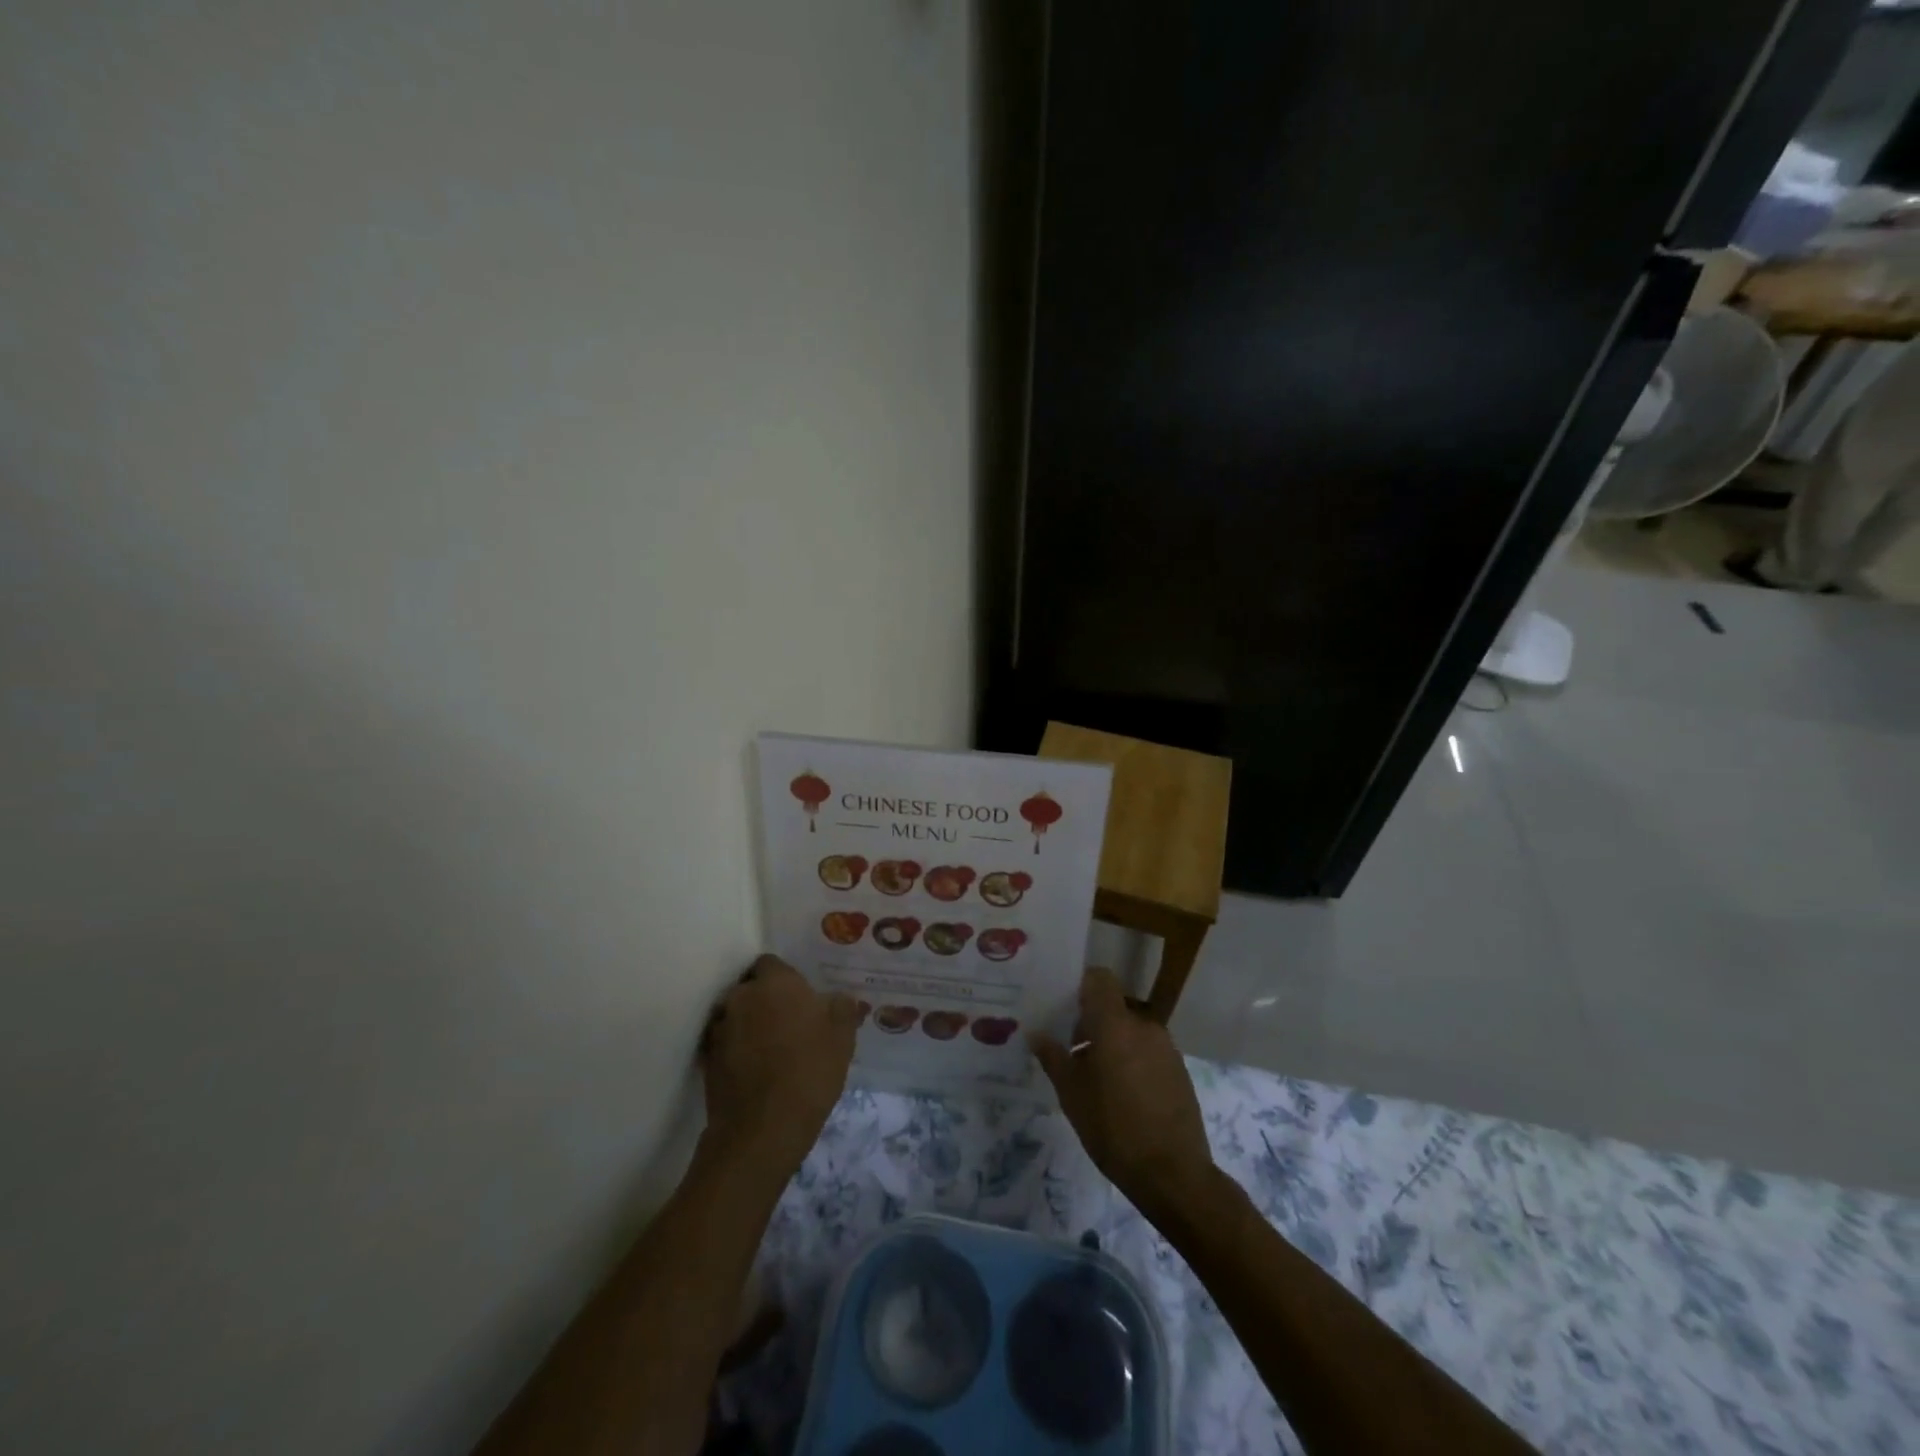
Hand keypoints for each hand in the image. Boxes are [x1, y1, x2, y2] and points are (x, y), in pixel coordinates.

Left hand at [702, 955, 857, 1173]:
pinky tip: (754, 1071)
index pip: (771, 963)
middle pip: (751, 988)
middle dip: (765, 1000)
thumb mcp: (842, 1037)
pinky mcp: (707, 1059)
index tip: (800, 999)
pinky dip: (736, 1050)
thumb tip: (840, 999)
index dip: (785, 979)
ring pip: (736, 1015)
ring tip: (770, 1050)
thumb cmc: (810, 1070)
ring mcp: (720, 1028)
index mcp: (775, 982)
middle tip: (788, 1023)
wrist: (763, 1129)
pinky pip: (724, 1043)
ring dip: (748, 1025)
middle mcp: (742, 996)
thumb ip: (842, 1008)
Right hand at [1033, 967, 1213, 1210]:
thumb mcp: (1071, 1094)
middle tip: (1074, 1052)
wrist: (1172, 1173)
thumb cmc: (1113, 1127)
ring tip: (1097, 1078)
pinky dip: (1133, 1059)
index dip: (1082, 987)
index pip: (1100, 978)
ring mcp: (1166, 1047)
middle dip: (1093, 1022)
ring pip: (1132, 1029)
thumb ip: (1053, 1057)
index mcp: (1115, 1023)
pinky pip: (1149, 1050)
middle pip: (1114, 1006)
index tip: (1065, 1009)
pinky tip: (1123, 1094)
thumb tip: (1035, 1033)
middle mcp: (1144, 1025)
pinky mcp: (1179, 1069)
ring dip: (1114, 1042)